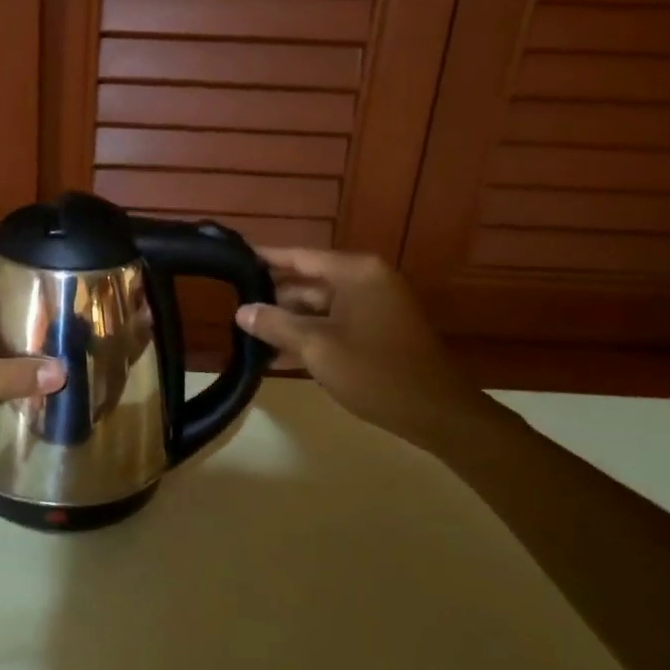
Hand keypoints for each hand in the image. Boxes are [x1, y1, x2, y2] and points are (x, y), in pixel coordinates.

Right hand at [235, 249, 505, 457]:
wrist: (438, 413)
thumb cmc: (375, 372)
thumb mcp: (316, 347)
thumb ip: (275, 324)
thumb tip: (241, 311)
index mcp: (355, 273)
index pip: (299, 256)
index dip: (264, 259)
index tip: (231, 258)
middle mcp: (366, 281)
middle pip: (307, 282)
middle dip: (273, 298)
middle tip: (232, 307)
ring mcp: (374, 306)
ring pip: (318, 306)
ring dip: (288, 322)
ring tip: (247, 334)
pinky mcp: (378, 330)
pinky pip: (334, 324)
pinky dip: (310, 335)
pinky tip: (277, 355)